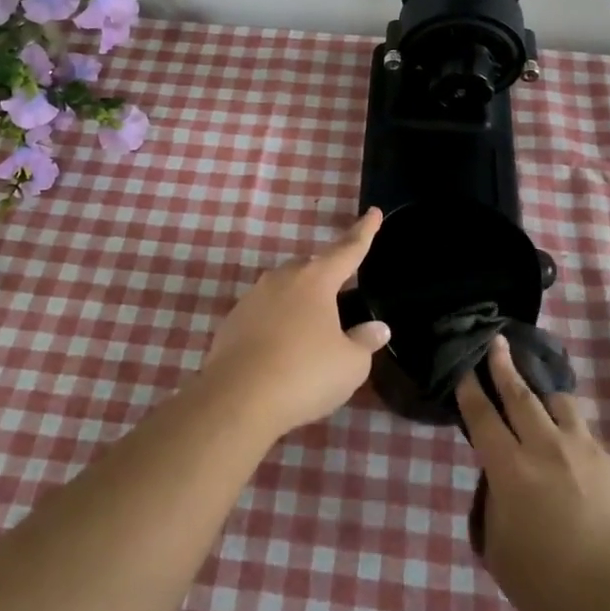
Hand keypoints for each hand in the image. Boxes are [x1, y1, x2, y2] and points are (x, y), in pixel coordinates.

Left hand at [201, 209, 390, 438]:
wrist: (237, 398)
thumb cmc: (304, 374)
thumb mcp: (350, 365)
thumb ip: (364, 342)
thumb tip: (376, 327)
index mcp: (316, 280)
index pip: (348, 250)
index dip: (364, 232)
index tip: (373, 212)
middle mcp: (283, 278)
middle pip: (311, 268)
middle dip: (327, 277)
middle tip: (339, 298)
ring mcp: (253, 297)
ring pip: (284, 289)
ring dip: (299, 303)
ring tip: (310, 331)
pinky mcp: (232, 320)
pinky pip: (264, 312)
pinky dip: (276, 323)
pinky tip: (281, 349)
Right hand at [456, 336, 609, 610]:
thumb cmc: (549, 592)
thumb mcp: (499, 551)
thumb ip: (493, 506)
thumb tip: (499, 482)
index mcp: (510, 469)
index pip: (481, 416)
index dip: (469, 388)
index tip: (463, 365)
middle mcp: (545, 447)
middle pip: (520, 394)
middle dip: (503, 364)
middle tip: (496, 340)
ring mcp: (583, 452)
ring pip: (559, 403)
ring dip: (542, 393)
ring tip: (537, 393)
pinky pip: (584, 433)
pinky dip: (569, 428)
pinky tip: (568, 446)